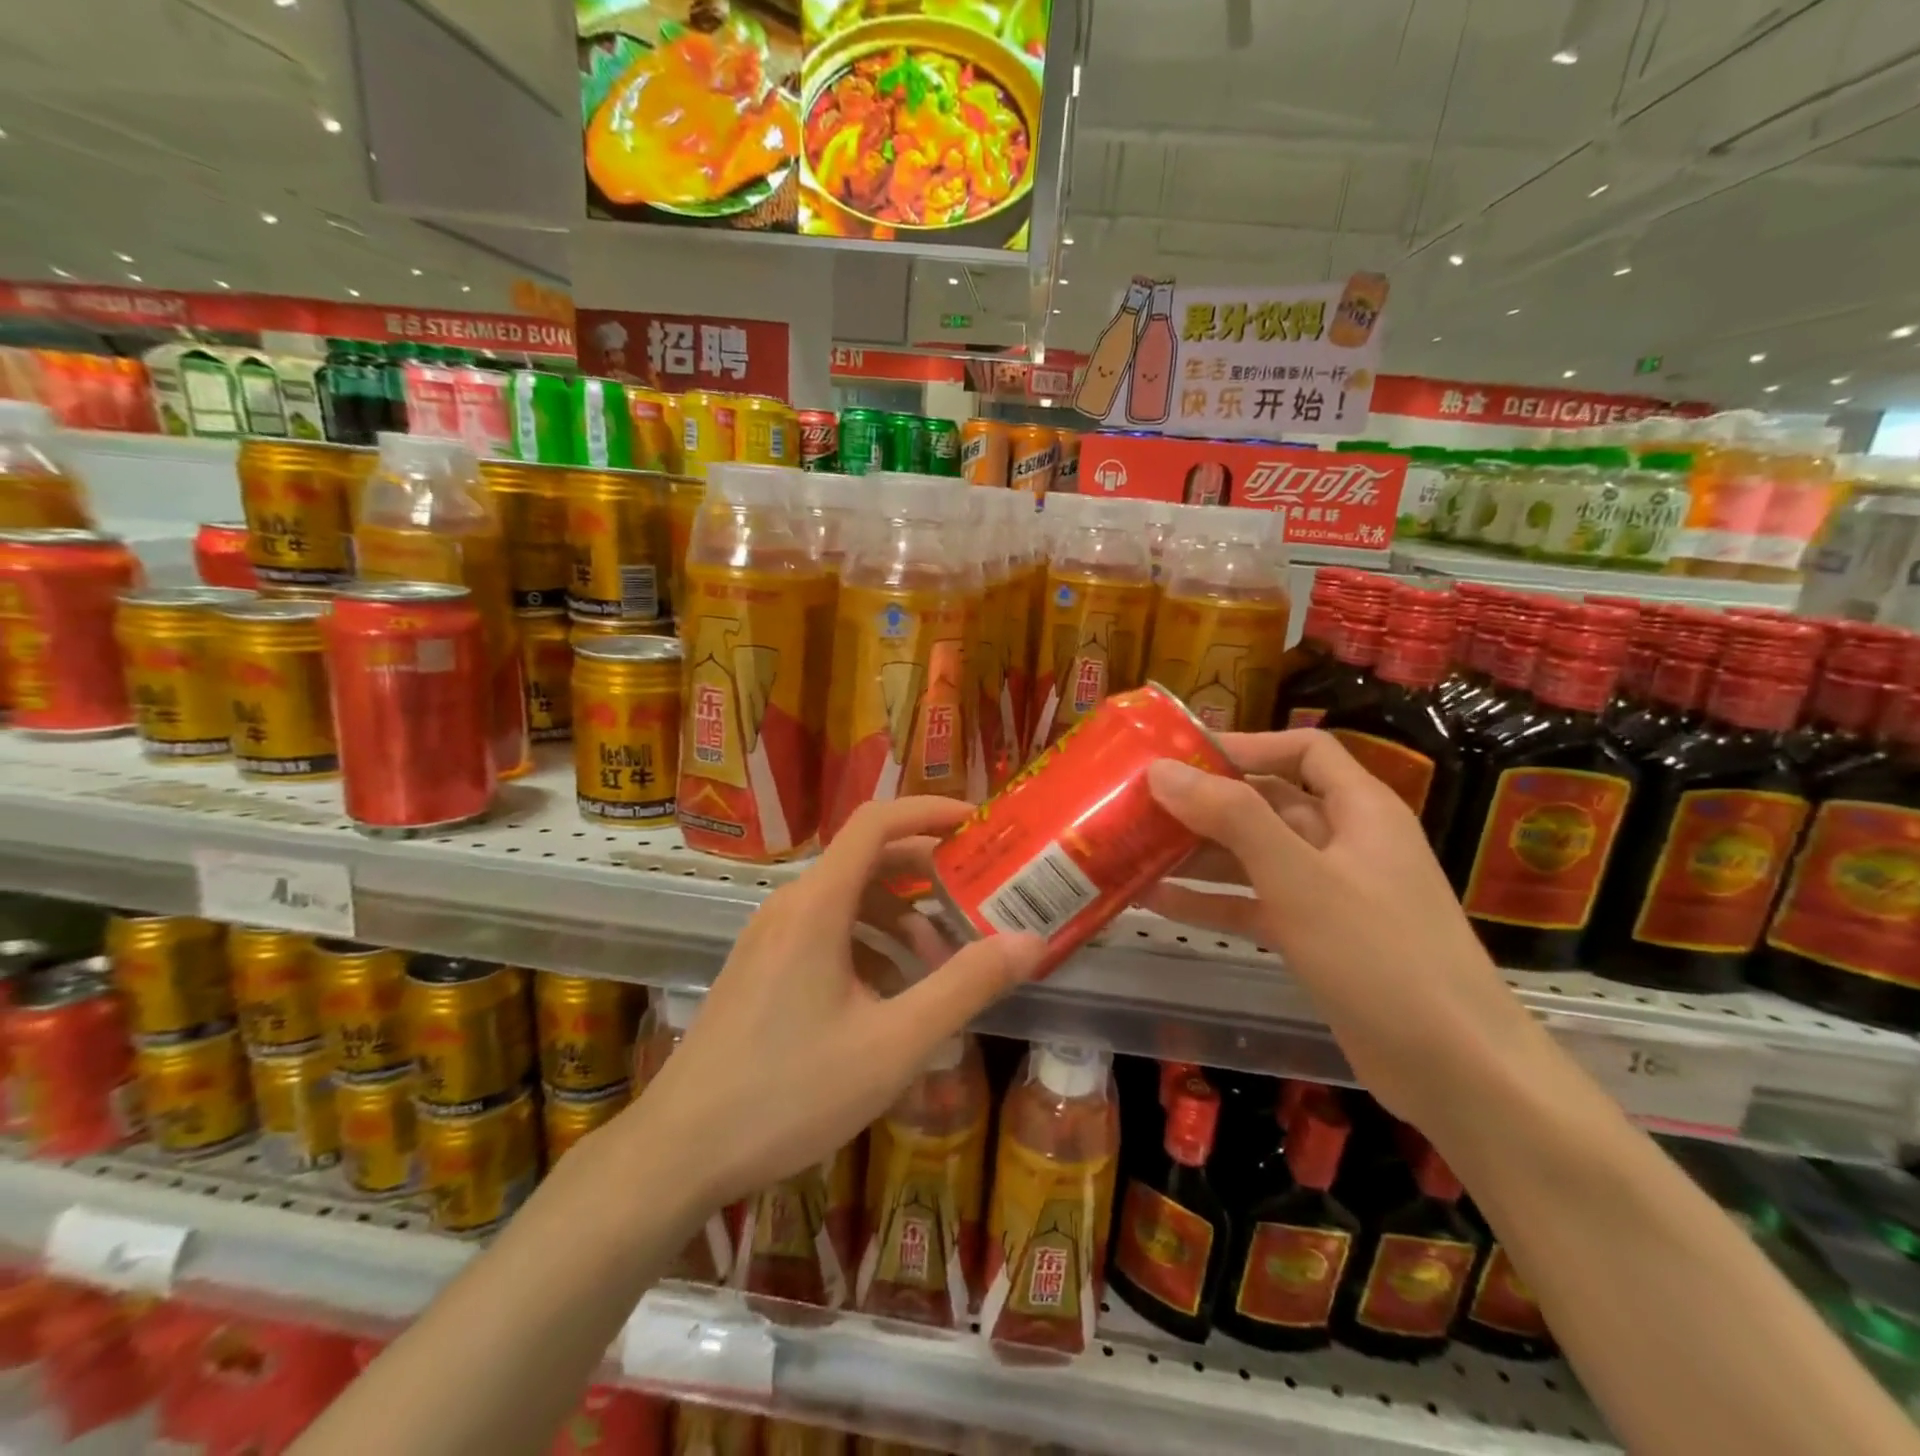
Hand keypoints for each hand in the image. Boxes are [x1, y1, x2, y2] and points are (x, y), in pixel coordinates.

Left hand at [621, 797, 1045, 1211]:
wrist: (678, 1151)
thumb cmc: (789, 1092)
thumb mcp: (893, 1043)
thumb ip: (965, 986)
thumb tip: (1031, 941)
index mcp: (817, 904)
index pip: (877, 821)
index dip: (929, 810)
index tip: (978, 824)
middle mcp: (791, 905)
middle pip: (868, 859)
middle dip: (927, 875)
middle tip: (978, 899)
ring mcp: (770, 936)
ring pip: (849, 901)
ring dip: (901, 919)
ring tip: (942, 966)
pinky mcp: (762, 966)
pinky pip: (826, 932)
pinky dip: (869, 946)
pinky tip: (891, 998)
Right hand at [1143, 729, 1534, 1117]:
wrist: (1455, 1071)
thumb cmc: (1380, 956)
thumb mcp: (1300, 877)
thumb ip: (1231, 818)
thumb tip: (1162, 770)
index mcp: (1359, 810)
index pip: (1303, 750)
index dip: (1246, 745)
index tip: (1182, 756)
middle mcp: (1345, 842)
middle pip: (1269, 803)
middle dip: (1206, 803)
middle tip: (1139, 806)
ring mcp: (1330, 893)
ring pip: (1255, 856)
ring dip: (1199, 854)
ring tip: (1135, 850)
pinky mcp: (1316, 939)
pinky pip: (1255, 904)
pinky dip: (1212, 901)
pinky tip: (1157, 902)